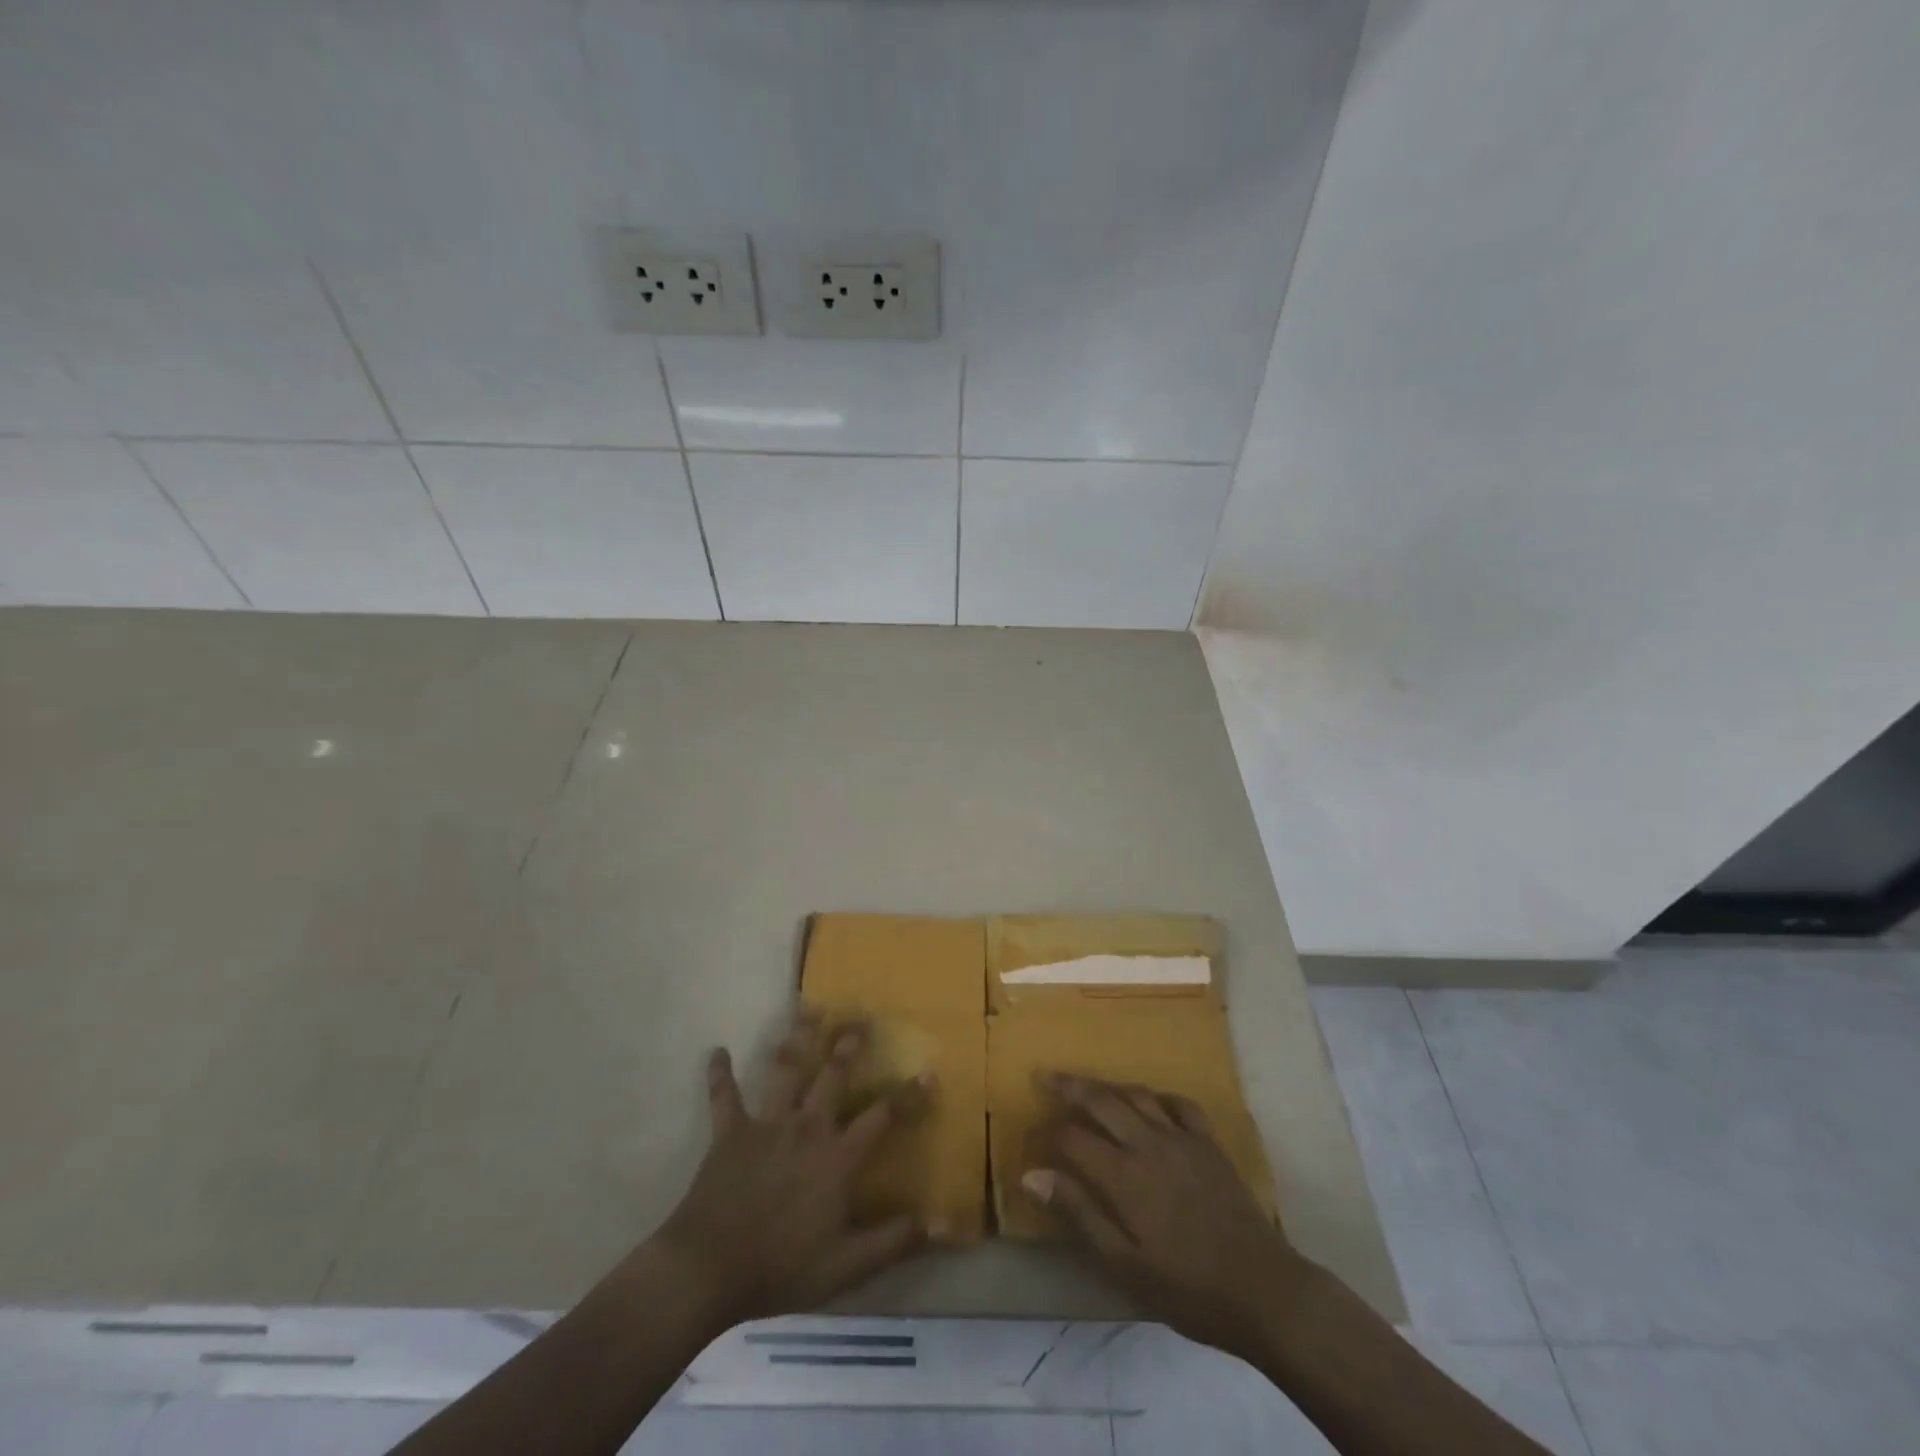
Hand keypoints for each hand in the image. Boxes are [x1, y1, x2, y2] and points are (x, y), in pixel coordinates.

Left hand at [654, 1012, 930, 1323]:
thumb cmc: (781, 1267)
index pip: (882, 1118)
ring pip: (787, 1071)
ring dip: (798, 1038)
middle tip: (860, 1018)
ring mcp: (767, 1125)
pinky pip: (724, 1096)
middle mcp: (807, 1128)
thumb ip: (894, 1241)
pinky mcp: (730, 1132)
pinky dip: (720, 1074)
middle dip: (848, 1045)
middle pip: (833, 1076)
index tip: (929, 1071)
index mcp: (837, 1157)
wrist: (709, 1269)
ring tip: (809, 1008)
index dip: (908, 1097)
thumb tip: (944, 1223)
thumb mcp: (847, 1266)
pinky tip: (716, 1051)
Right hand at [1022, 1074, 1308, 1359]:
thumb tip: (1032, 1175)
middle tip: (1047, 1076)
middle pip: (1101, 1101)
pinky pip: (1178, 1104)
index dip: (1049, 1133)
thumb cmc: (1187, 1288)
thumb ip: (1079, 1214)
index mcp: (1123, 1175)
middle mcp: (1148, 1143)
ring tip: (1089, 1086)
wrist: (1263, 1290)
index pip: (1074, 1138)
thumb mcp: (1124, 1264)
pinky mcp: (1208, 1142)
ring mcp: (1181, 1138)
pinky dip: (1158, 1097)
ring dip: (1108, 1087)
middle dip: (1070, 1087)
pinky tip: (1150, 1102)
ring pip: (1137, 1095)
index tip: (1032, 1132)